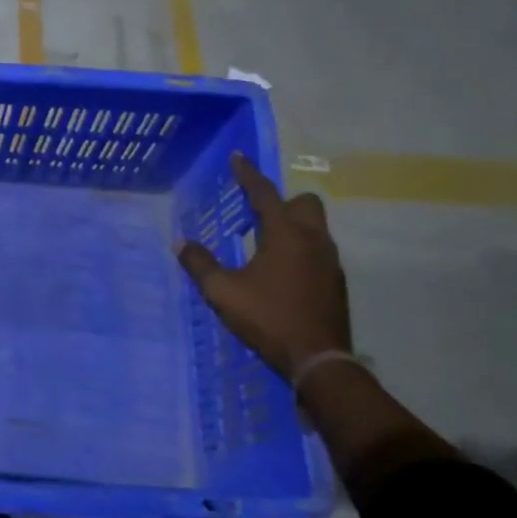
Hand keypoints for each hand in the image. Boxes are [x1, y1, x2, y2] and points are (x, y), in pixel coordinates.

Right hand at [176, 153, 350, 381]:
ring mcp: (330, 261)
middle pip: (305, 203)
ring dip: (292, 225)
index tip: (238, 157)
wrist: (318, 360)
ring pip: (315, 227)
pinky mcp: (336, 282)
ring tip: (265, 243)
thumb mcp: (223, 292)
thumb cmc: (268, 318)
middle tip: (257, 214)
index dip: (248, 174)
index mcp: (286, 234)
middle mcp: (313, 239)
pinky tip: (281, 271)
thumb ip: (200, 264)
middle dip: (282, 201)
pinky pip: (318, 250)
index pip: (264, 193)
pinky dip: (300, 249)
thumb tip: (180, 244)